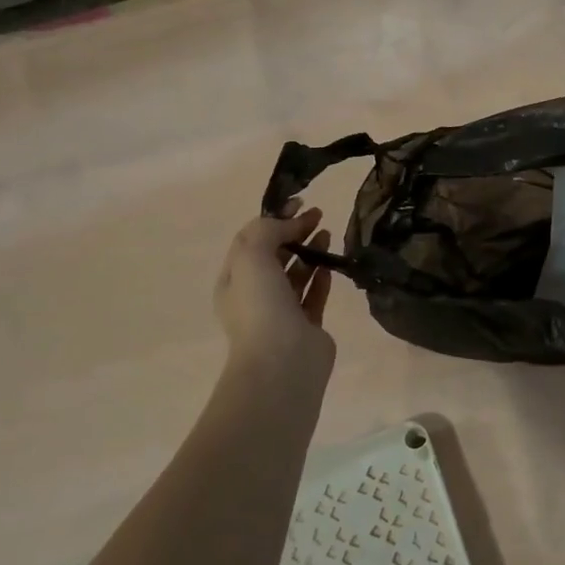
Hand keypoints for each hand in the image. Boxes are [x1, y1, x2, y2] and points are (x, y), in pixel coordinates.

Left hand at [215, 203, 336, 373]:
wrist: (283, 362)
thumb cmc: (261, 307)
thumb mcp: (252, 257)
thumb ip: (266, 230)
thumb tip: (290, 223)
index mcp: (234, 280)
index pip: (251, 240)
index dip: (274, 218)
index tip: (300, 203)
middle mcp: (255, 295)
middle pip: (275, 255)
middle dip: (294, 232)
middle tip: (319, 215)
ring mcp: (281, 312)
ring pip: (296, 274)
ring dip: (310, 251)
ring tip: (328, 233)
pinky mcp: (307, 325)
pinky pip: (313, 295)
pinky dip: (320, 278)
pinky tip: (330, 264)